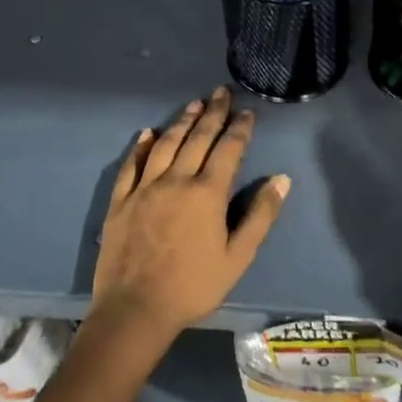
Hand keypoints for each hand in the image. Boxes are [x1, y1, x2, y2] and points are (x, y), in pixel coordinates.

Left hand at [92, 86, 290, 338]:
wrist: (135, 309)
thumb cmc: (193, 286)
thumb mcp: (238, 257)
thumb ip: (260, 215)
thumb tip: (281, 179)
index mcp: (207, 193)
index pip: (228, 150)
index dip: (239, 128)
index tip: (247, 112)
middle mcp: (176, 180)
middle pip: (197, 138)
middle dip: (213, 114)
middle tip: (221, 92)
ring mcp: (144, 188)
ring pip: (165, 144)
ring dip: (181, 121)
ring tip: (194, 104)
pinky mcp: (120, 201)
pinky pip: (131, 165)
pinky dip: (141, 146)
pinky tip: (147, 133)